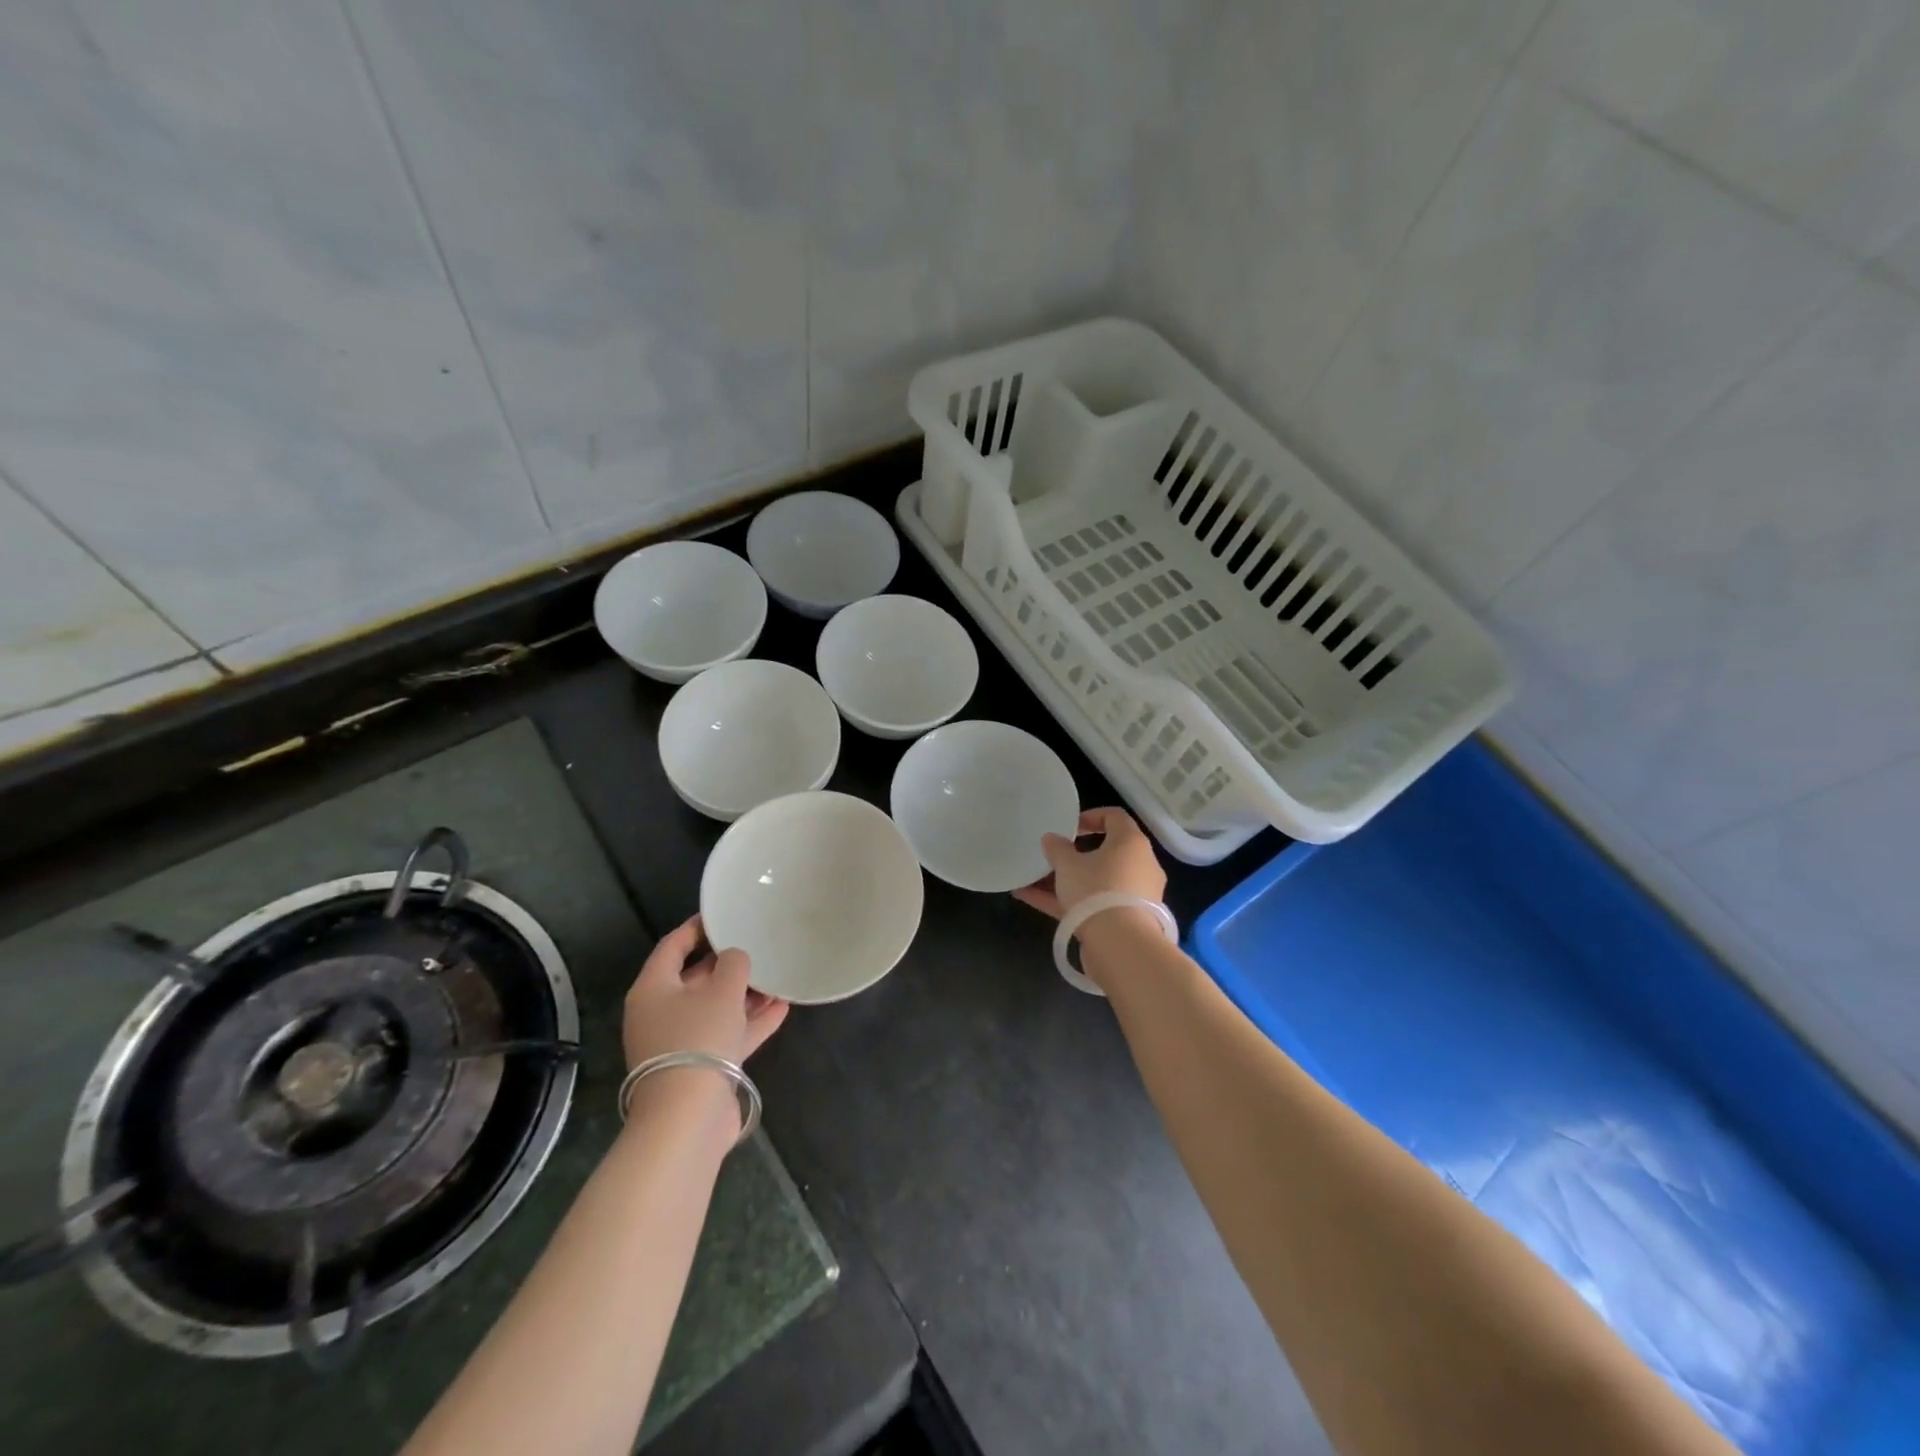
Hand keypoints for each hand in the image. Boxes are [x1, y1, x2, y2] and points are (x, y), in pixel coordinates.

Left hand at [623, 915, 788, 1072]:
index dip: (699, 927)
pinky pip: (728, 1034)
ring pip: (715, 1008)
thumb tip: (735, 958)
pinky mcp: (701, 1067)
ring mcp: (680, 1043)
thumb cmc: (698, 1038)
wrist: (688, 1117)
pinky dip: (751, 1021)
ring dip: (745, 994)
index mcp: (653, 989)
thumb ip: (733, 964)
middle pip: (696, 978)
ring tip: (777, 977)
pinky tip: (782, 1008)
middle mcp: (661, 1013)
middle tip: (758, 945)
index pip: (673, 946)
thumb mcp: (721, 990)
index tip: (725, 914)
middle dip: (728, 964)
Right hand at [1012, 807, 1166, 919]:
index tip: (1068, 827)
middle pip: (1106, 852)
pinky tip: (1030, 899)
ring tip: (1032, 880)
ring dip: (1066, 880)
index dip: (1090, 816)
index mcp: (1131, 843)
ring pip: (1096, 881)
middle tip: (1052, 856)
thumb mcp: (1068, 865)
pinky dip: (1066, 902)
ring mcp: (1133, 895)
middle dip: (1074, 855)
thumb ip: (1057, 848)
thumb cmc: (1097, 890)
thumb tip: (1051, 838)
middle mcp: (1139, 865)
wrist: (1121, 946)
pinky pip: (1092, 904)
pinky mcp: (1124, 921)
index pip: (1115, 817)